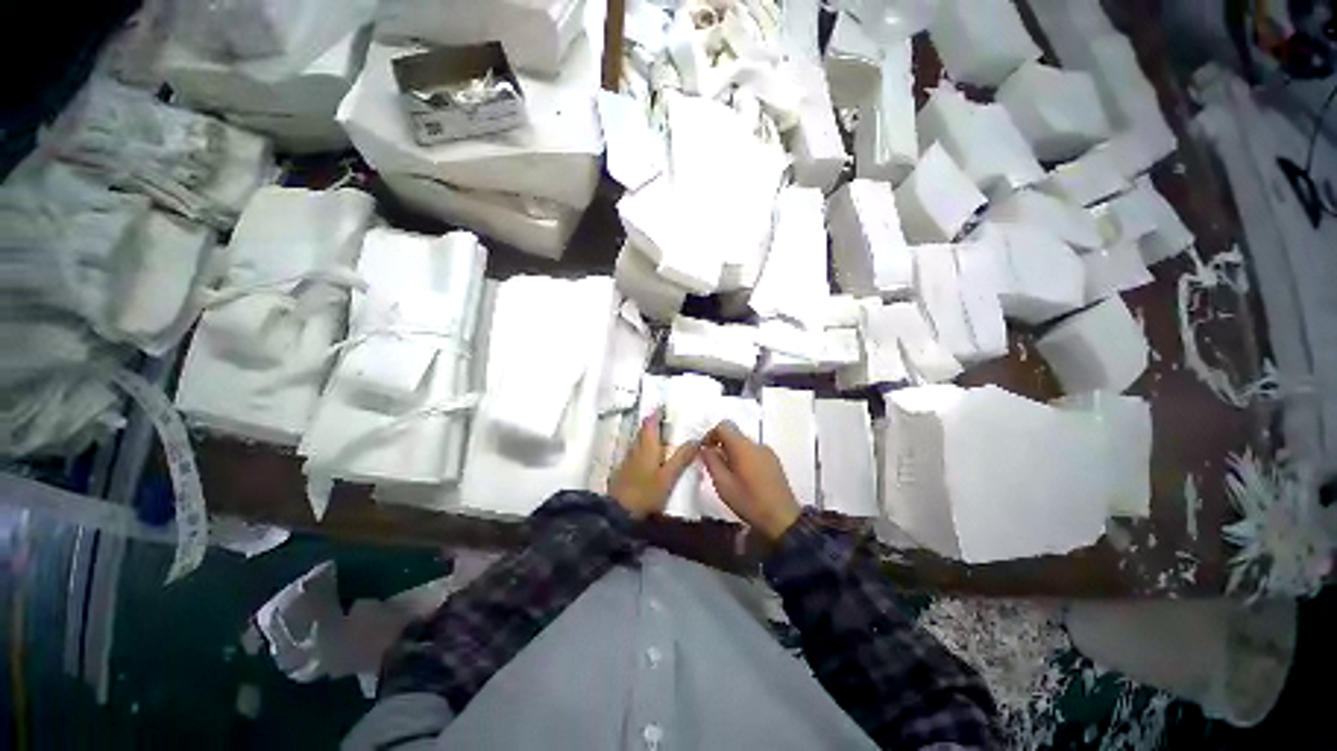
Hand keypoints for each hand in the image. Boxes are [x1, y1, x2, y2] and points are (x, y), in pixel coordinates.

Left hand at [608, 413, 700, 518]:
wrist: (618, 514)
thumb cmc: (646, 493)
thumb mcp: (668, 477)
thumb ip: (682, 458)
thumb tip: (696, 440)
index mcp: (647, 446)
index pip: (650, 423)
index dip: (656, 414)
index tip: (664, 407)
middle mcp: (635, 449)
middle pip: (643, 431)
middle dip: (653, 424)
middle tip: (666, 421)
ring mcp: (627, 460)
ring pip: (639, 442)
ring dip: (648, 437)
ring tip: (661, 438)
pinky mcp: (623, 472)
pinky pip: (635, 454)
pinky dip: (644, 450)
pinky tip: (649, 458)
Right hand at [701, 421, 801, 540]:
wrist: (781, 518)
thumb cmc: (749, 501)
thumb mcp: (723, 484)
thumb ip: (711, 461)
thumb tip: (705, 448)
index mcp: (742, 446)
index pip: (723, 426)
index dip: (710, 434)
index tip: (705, 450)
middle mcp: (756, 444)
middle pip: (734, 434)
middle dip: (721, 444)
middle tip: (714, 464)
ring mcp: (767, 452)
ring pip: (744, 444)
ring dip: (733, 452)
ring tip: (728, 473)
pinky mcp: (774, 461)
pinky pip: (754, 452)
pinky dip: (744, 457)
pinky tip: (743, 477)